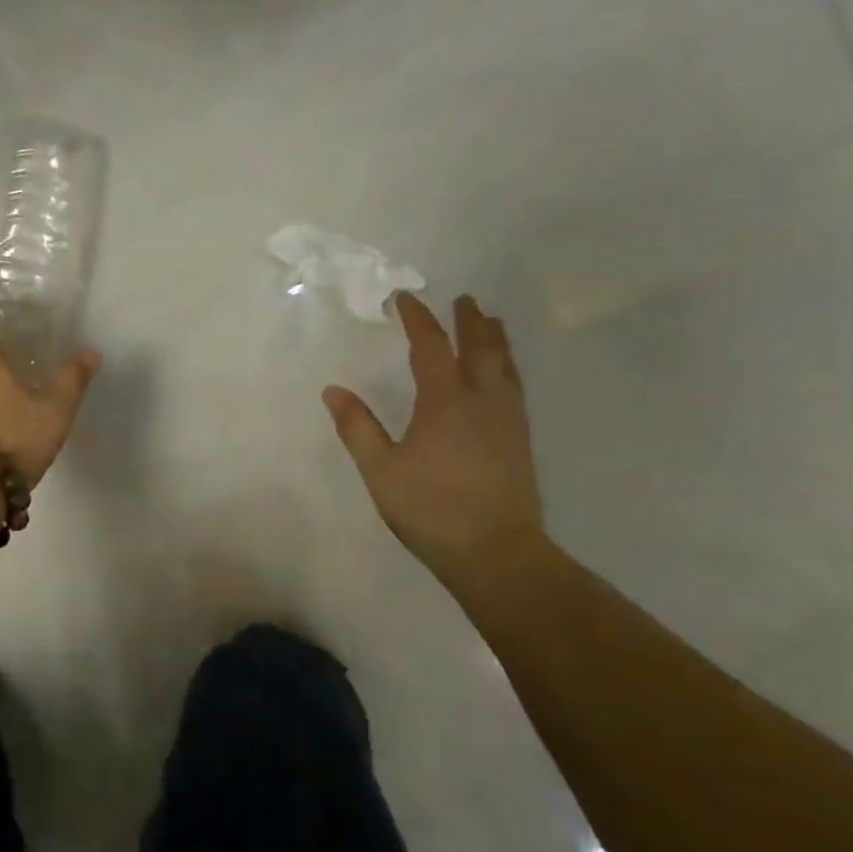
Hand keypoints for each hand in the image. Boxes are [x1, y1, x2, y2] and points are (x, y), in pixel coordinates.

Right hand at [323, 292, 545, 581]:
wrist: (496, 553)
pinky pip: (515, 387)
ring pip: (504, 365)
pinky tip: (504, 375)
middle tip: (463, 299)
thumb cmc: (431, 509)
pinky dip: (507, 366)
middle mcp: (480, 401)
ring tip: (491, 322)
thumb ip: (357, 428)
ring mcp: (506, 420)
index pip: (430, 346)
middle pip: (478, 348)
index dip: (418, 319)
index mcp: (444, 401)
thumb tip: (332, 390)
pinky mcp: (520, 440)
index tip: (405, 298)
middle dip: (468, 320)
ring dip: (494, 339)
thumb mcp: (381, 470)